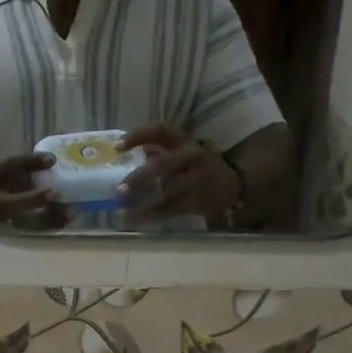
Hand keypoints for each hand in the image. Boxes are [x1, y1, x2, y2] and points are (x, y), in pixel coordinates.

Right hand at [0, 154, 67, 229]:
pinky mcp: (23, 230)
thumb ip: (28, 162)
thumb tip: (52, 158)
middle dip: (51, 216)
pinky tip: (68, 219)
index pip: (17, 202)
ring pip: (37, 228)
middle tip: (72, 209)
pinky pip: (40, 230)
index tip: (52, 191)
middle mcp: (7, 219)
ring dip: (56, 222)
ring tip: (74, 214)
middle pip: (30, 221)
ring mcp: (15, 227)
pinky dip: (54, 225)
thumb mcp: (7, 167)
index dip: (34, 198)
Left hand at [120, 125, 240, 220]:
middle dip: (139, 177)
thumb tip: (124, 150)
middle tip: (119, 189)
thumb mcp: (183, 152)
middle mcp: (192, 157)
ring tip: (121, 211)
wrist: (234, 184)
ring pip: (166, 192)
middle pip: (163, 164)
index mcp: (185, 141)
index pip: (161, 131)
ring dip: (142, 203)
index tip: (117, 146)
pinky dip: (152, 216)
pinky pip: (172, 209)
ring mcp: (197, 179)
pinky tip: (136, 221)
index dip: (139, 135)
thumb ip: (158, 150)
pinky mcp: (198, 200)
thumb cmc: (200, 166)